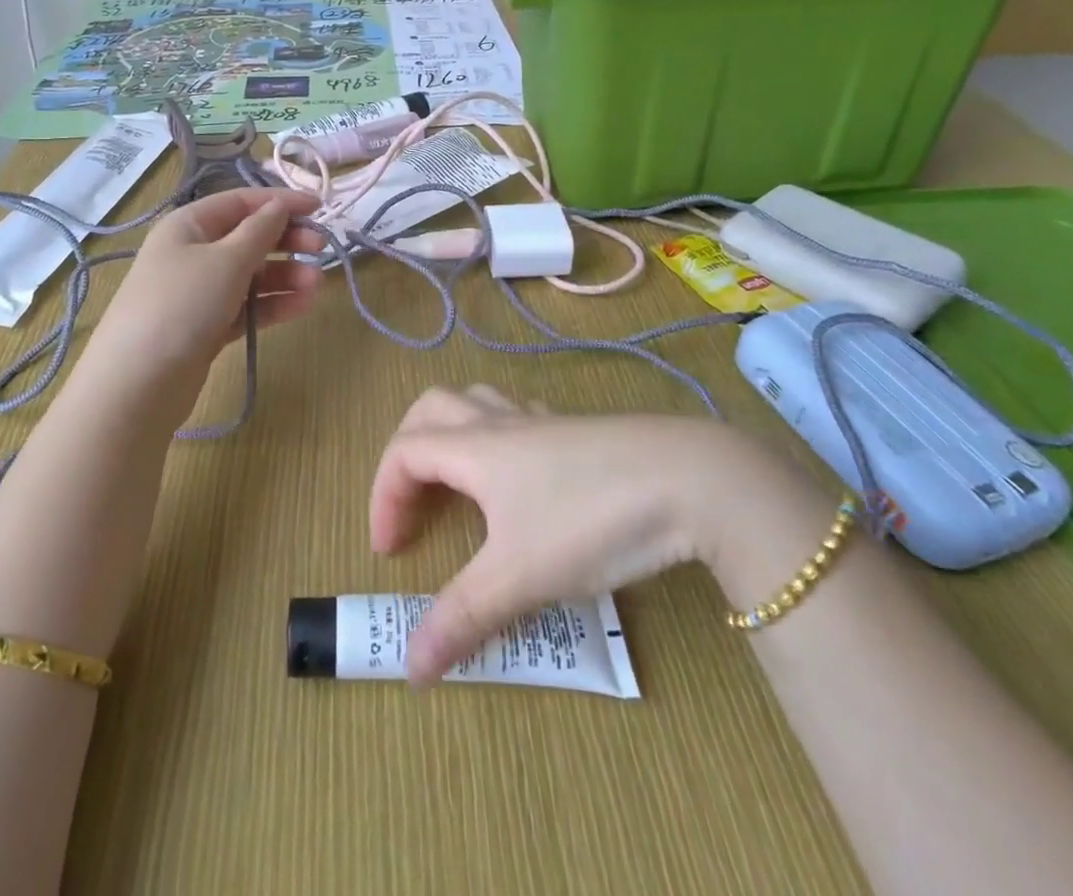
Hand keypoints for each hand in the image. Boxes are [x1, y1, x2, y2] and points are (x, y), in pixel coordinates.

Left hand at [89, 188, 323, 377]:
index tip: (320, 207)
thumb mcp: (226, 260)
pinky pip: (247, 306)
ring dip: (285, 276)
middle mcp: (192, 253)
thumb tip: (280, 206)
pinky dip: (274, 304)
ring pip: (251, 275)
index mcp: (188, 225)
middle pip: (248, 237)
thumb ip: (260, 231)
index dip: (280, 201)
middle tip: (321, 247)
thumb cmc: (182, 305)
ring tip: (317, 285)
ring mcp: (199, 292)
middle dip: (286, 240)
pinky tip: (303, 305)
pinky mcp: (207, 327)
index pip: (241, 202)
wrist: (137, 384)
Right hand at [368, 386, 803, 682]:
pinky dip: (500, 440)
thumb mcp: (520, 577)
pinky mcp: (579, 431)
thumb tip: (410, 669)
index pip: (404, 453)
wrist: (689, 480)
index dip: (383, 497)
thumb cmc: (590, 521)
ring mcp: (543, 421)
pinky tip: (522, 479)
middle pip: (431, 410)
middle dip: (408, 452)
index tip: (391, 553)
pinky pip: (521, 418)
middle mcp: (501, 423)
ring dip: (453, 437)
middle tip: (413, 504)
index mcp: (475, 447)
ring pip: (478, 403)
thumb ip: (463, 618)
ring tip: (460, 487)